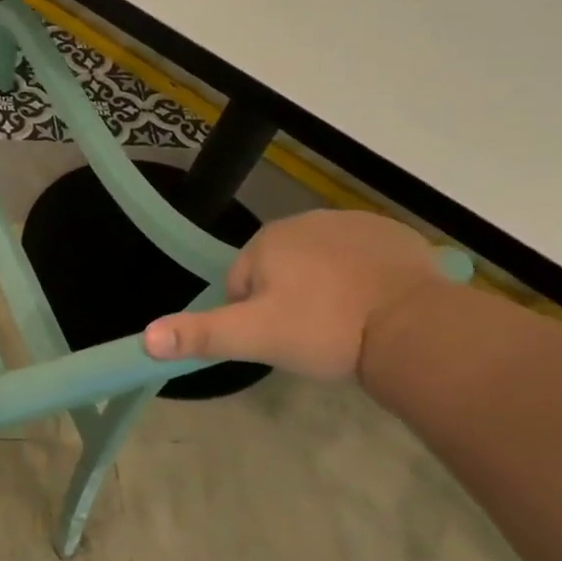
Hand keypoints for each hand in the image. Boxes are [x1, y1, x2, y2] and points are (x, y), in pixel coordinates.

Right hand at [143, 209, 448, 379]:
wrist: (416, 328)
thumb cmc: (325, 330)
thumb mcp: (255, 338)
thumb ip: (199, 336)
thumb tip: (145, 340)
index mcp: (267, 240)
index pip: (241, 282)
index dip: (255, 316)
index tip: (280, 340)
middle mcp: (306, 220)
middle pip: (281, 270)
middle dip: (289, 300)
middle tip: (312, 337)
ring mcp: (354, 223)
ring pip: (321, 264)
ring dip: (325, 290)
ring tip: (346, 326)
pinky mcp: (395, 235)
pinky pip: (362, 259)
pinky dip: (362, 280)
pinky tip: (376, 309)